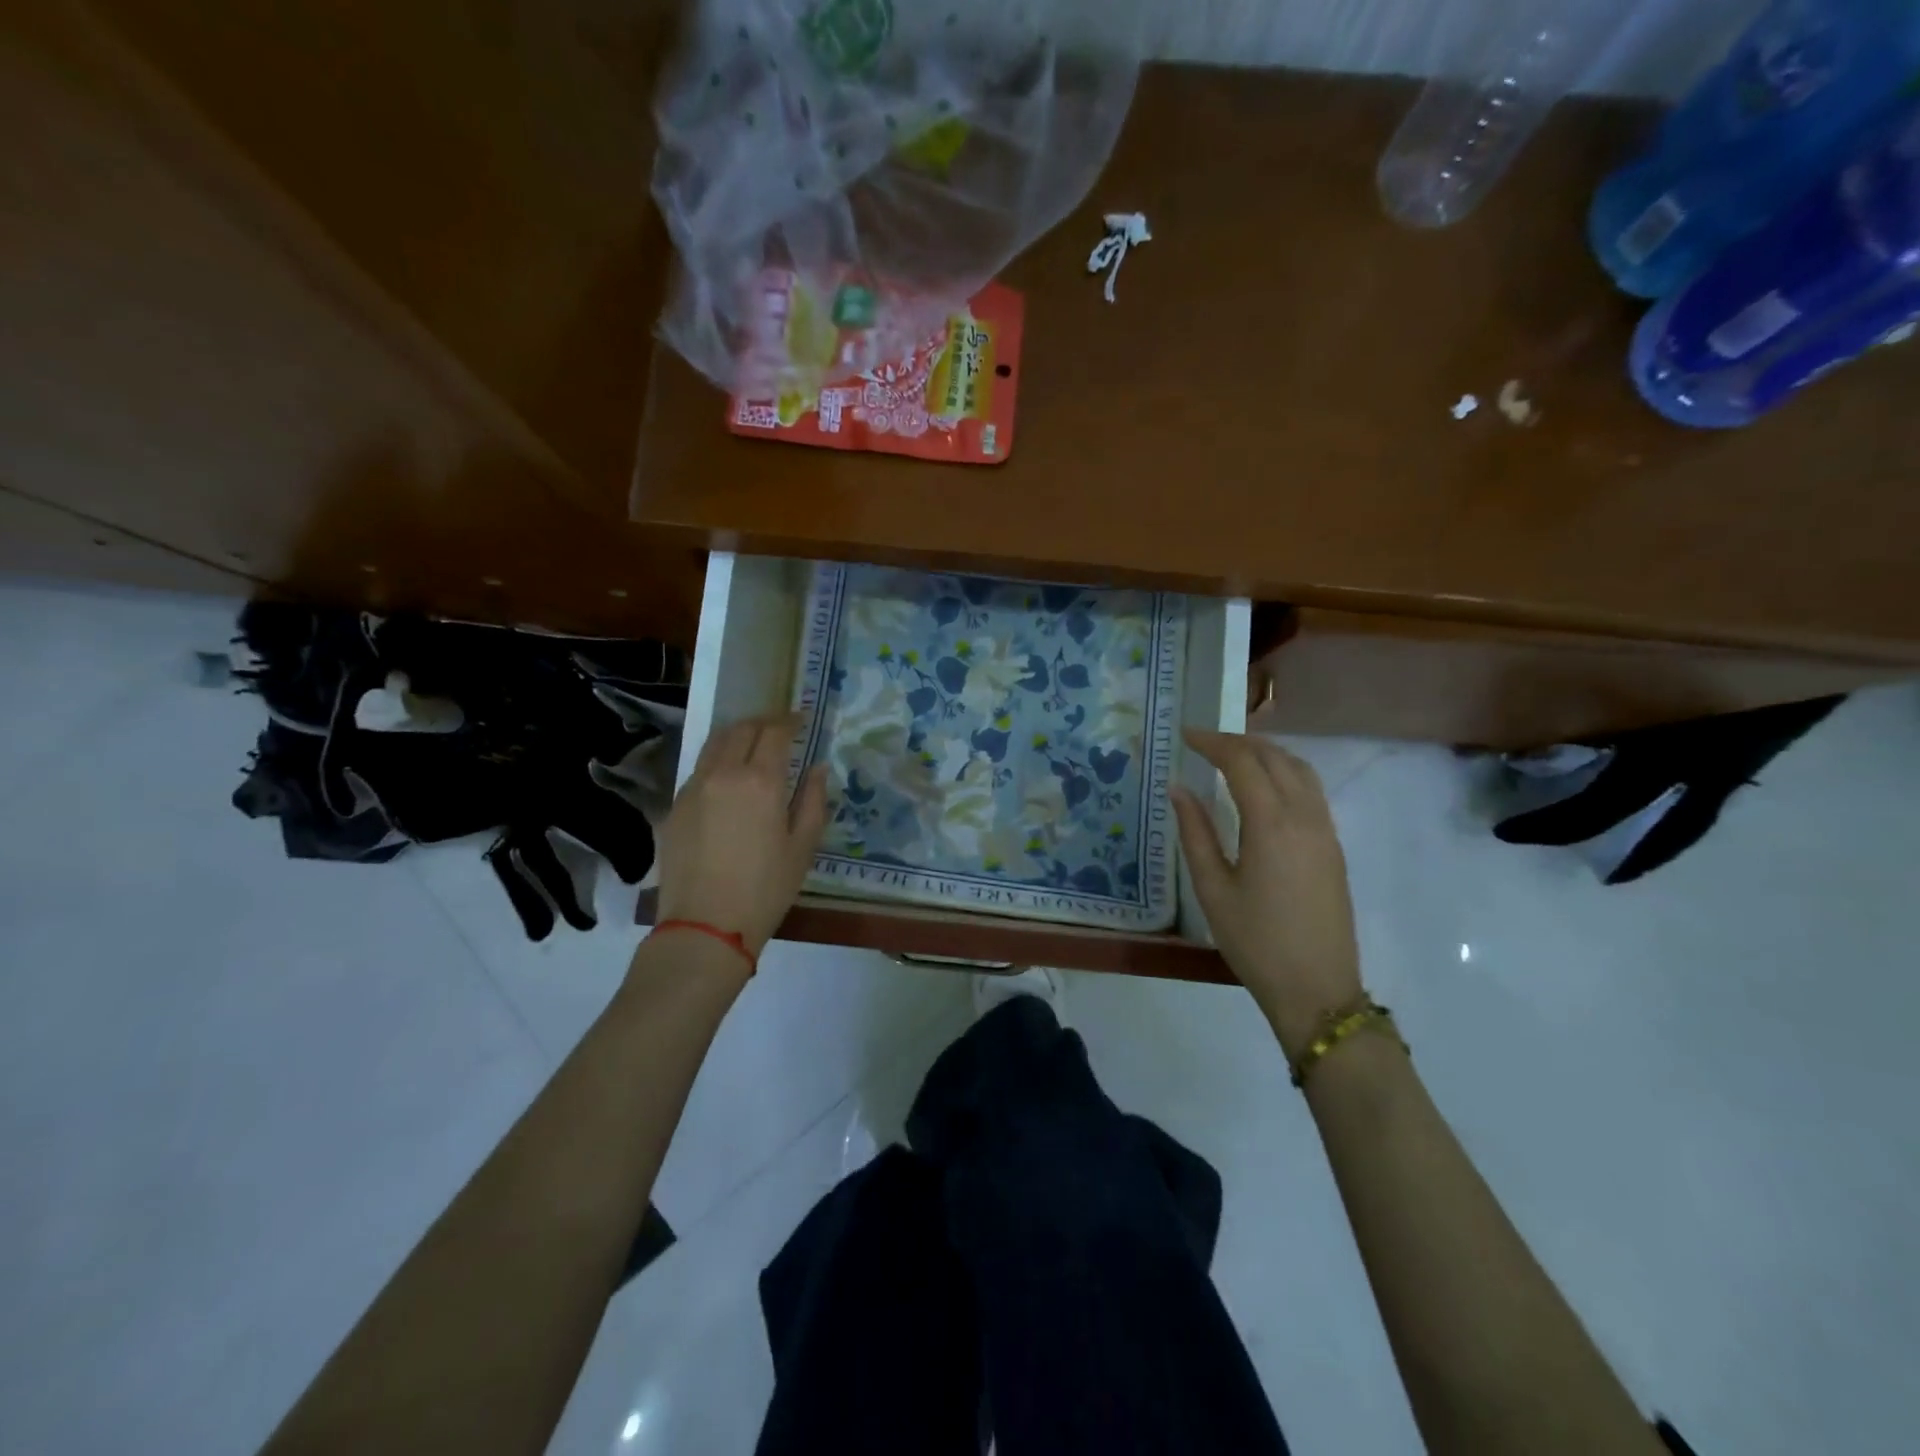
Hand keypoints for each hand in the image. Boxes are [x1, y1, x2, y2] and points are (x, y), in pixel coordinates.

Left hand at [654, 714, 827, 957]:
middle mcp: (723, 773)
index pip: (774, 732)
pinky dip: (716, 761)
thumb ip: (813, 801)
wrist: (705, 926)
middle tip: (778, 727)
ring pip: (714, 744)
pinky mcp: (674, 807)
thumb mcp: (803, 847)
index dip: (789, 721)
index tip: (800, 720)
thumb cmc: (765, 889)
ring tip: (750, 742)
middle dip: (762, 722)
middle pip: (741, 730)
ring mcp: (693, 788)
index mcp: (760, 781)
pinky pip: (698, 770)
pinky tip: (726, 778)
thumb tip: (817, 768)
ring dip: (736, 735)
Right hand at [1172, 730, 1361, 1057]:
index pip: (1242, 762)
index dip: (1212, 742)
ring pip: (1300, 769)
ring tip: (1232, 756)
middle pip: (1275, 757)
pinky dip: (1285, 772)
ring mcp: (1325, 830)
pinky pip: (1311, 790)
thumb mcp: (1212, 888)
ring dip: (1265, 753)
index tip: (1185, 735)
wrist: (1317, 988)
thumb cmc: (1255, 941)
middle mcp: (1305, 816)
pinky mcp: (1333, 845)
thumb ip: (1195, 832)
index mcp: (1272, 824)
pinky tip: (1263, 787)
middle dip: (1238, 742)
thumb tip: (1179, 788)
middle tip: (1203, 743)